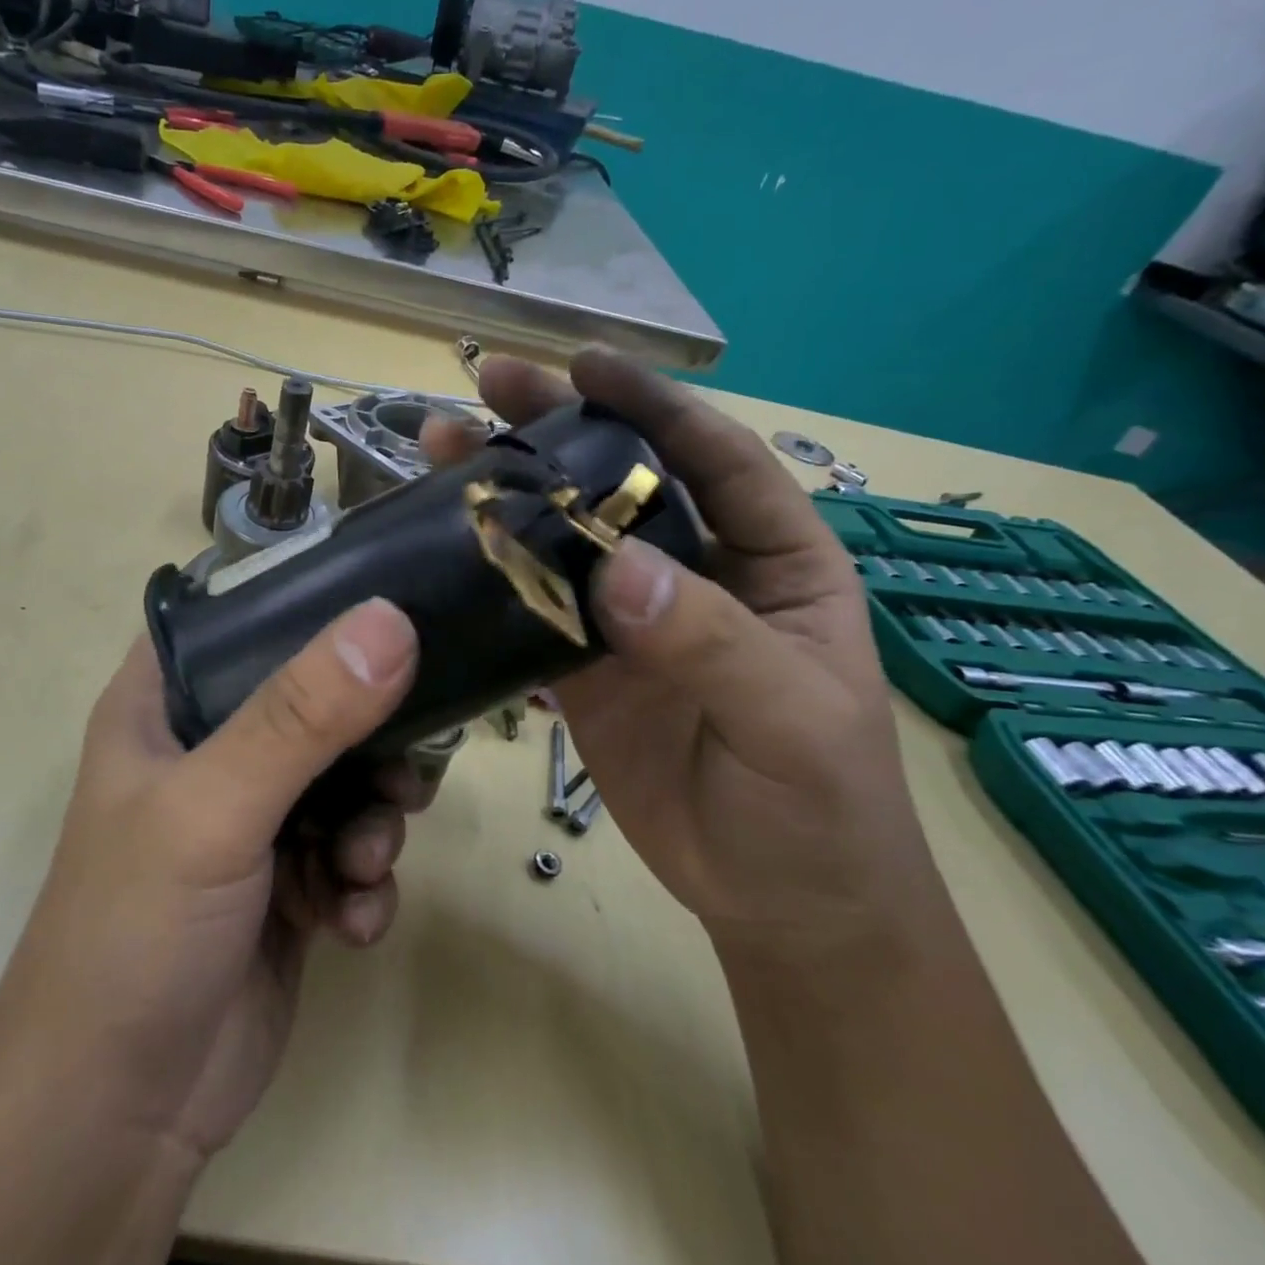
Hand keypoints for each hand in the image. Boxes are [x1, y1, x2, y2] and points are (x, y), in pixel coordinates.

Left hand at [8, 600, 425, 1162]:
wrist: (118, 1122)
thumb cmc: (136, 933)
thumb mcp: (212, 809)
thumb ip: (301, 716)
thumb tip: (390, 620)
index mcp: (168, 702)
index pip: (243, 615)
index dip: (312, 602)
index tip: (390, 604)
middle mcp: (212, 747)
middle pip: (317, 698)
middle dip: (371, 736)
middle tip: (404, 767)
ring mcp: (254, 816)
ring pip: (349, 777)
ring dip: (374, 819)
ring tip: (364, 862)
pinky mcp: (290, 881)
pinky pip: (353, 850)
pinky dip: (364, 881)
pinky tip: (352, 922)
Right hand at [425, 350, 938, 956]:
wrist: (777, 901)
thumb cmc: (820, 805)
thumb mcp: (790, 719)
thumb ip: (711, 641)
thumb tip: (618, 570)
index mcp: (772, 558)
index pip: (715, 457)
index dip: (653, 404)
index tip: (584, 363)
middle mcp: (697, 571)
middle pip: (624, 481)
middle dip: (560, 426)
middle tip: (490, 384)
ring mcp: (633, 617)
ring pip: (565, 537)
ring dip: (510, 491)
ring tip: (443, 443)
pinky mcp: (586, 664)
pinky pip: (535, 605)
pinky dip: (492, 573)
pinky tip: (445, 540)